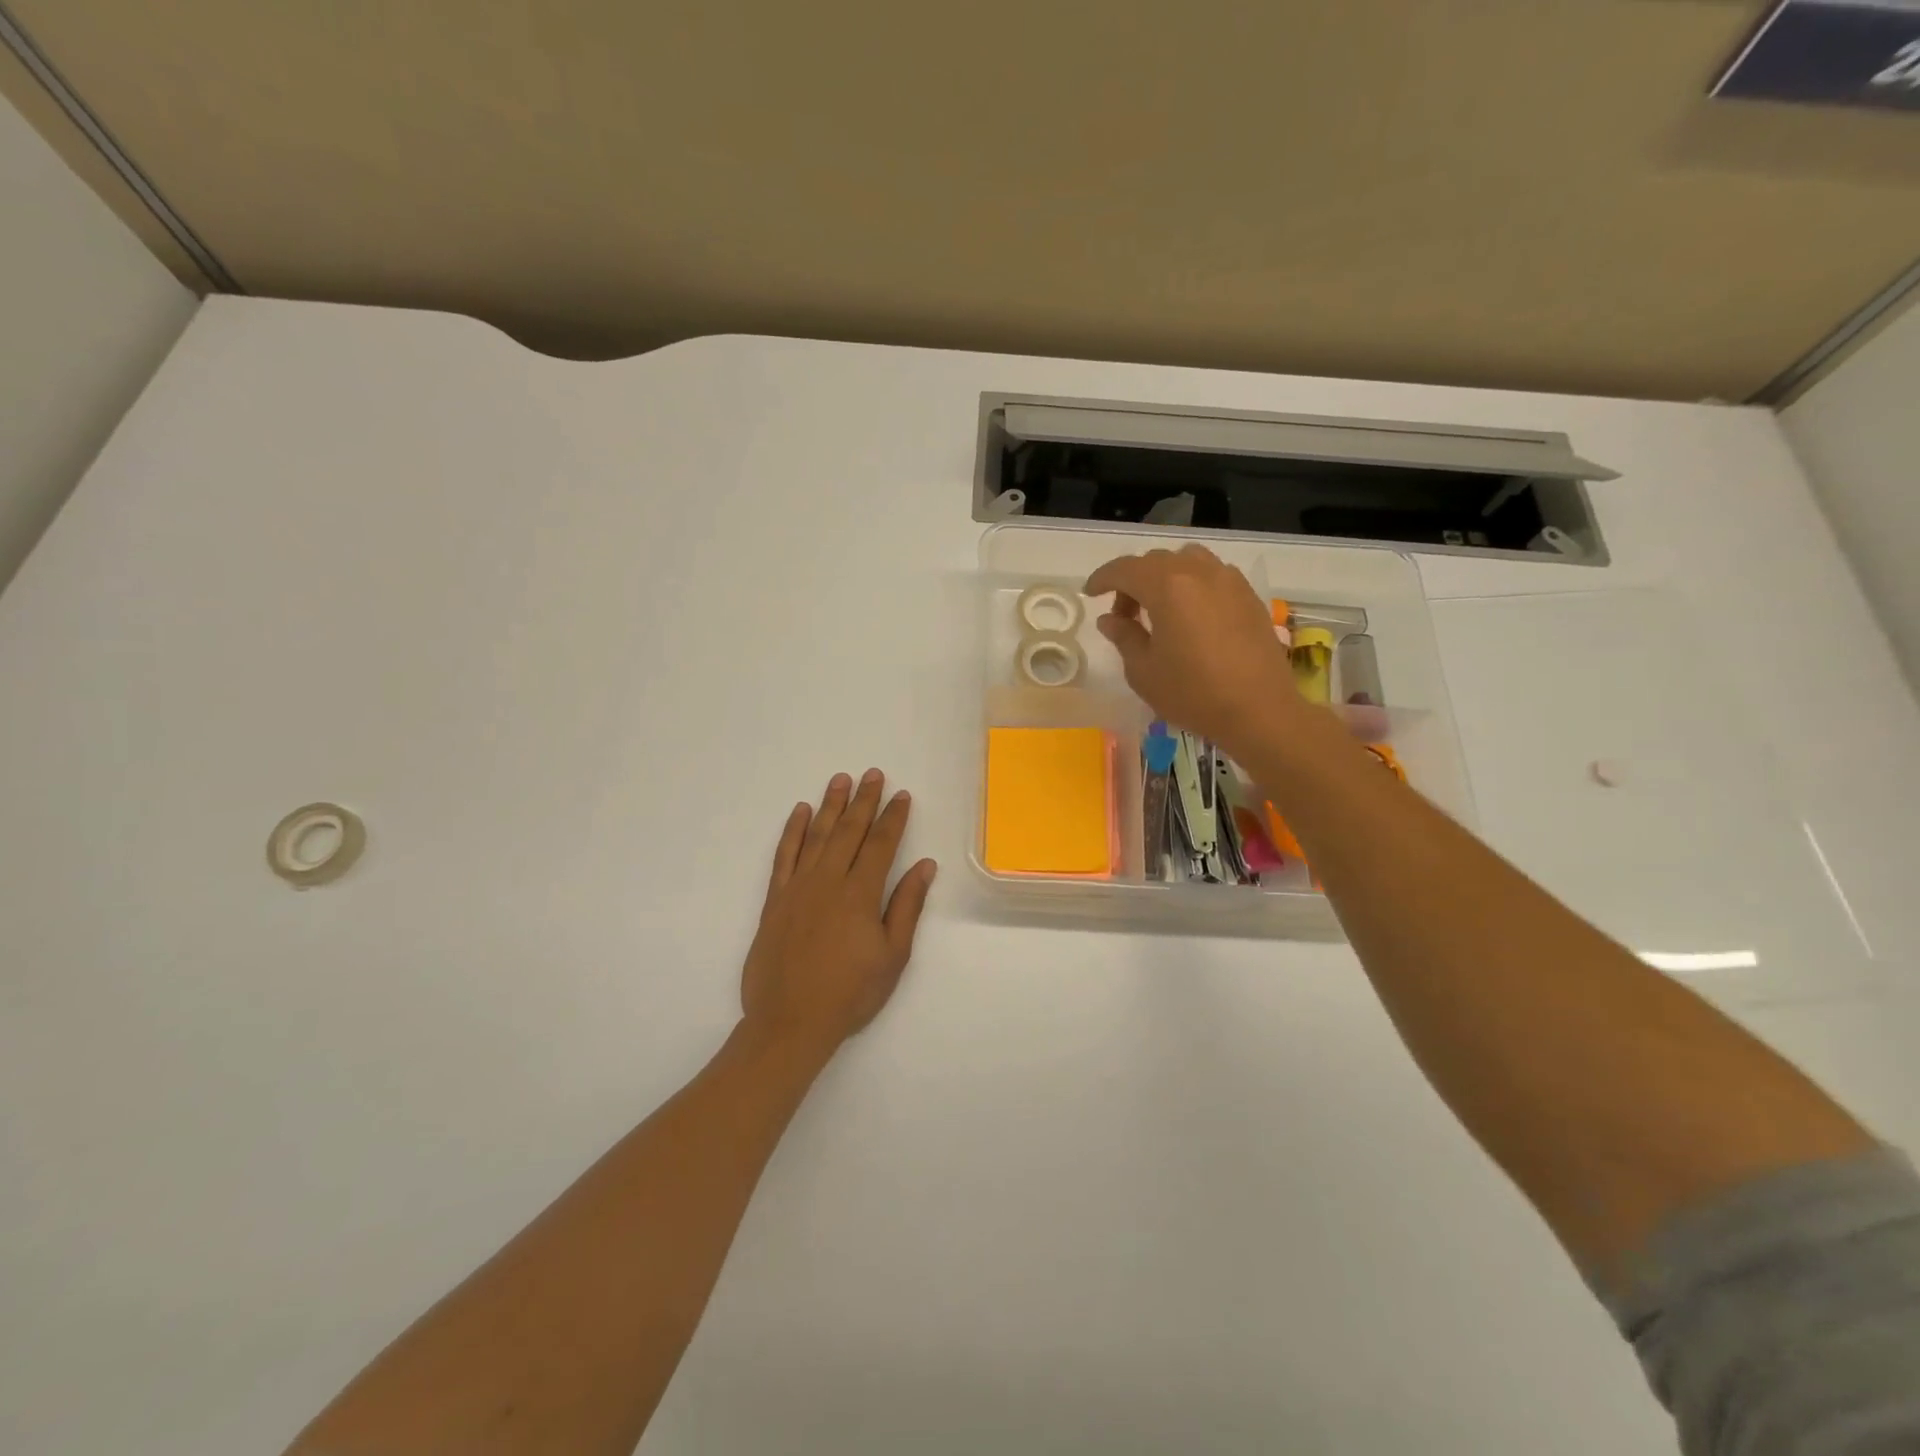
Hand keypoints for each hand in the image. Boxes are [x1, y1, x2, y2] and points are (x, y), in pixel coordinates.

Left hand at [740, 770, 936, 1053]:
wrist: (790, 1021)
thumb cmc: (850, 993)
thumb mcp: (893, 956)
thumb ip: (907, 906)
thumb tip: (925, 866)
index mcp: (860, 894)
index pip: (881, 844)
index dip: (893, 818)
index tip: (901, 795)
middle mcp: (829, 880)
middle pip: (849, 831)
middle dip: (863, 801)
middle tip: (873, 774)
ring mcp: (798, 887)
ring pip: (816, 835)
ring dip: (830, 805)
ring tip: (840, 780)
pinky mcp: (775, 899)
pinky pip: (784, 855)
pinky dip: (792, 831)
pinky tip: (799, 812)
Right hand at [1085, 544, 1298, 754]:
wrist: (1259, 710)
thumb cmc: (1193, 693)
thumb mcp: (1144, 671)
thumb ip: (1124, 636)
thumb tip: (1110, 619)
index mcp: (1167, 586)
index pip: (1125, 569)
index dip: (1103, 579)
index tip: (1090, 595)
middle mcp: (1199, 572)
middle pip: (1155, 562)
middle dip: (1132, 582)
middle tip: (1124, 616)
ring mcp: (1229, 581)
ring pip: (1187, 561)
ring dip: (1164, 577)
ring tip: (1159, 610)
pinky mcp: (1249, 596)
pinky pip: (1212, 575)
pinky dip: (1192, 585)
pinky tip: (1191, 617)